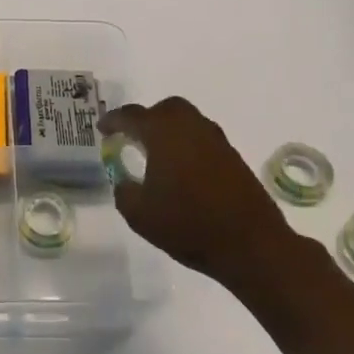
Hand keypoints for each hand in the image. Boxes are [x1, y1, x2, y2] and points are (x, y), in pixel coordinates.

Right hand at [101, 96, 297, 285]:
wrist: (251, 244)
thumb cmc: (188, 225)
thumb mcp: (140, 215)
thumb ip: (124, 192)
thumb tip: (124, 181)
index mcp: (163, 132)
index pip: (131, 116)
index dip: (113, 121)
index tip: (102, 129)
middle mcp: (190, 126)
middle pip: (165, 109)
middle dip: (146, 119)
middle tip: (132, 138)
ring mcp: (215, 140)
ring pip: (187, 121)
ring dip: (169, 131)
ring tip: (156, 155)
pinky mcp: (233, 157)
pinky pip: (202, 139)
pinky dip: (187, 145)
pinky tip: (182, 170)